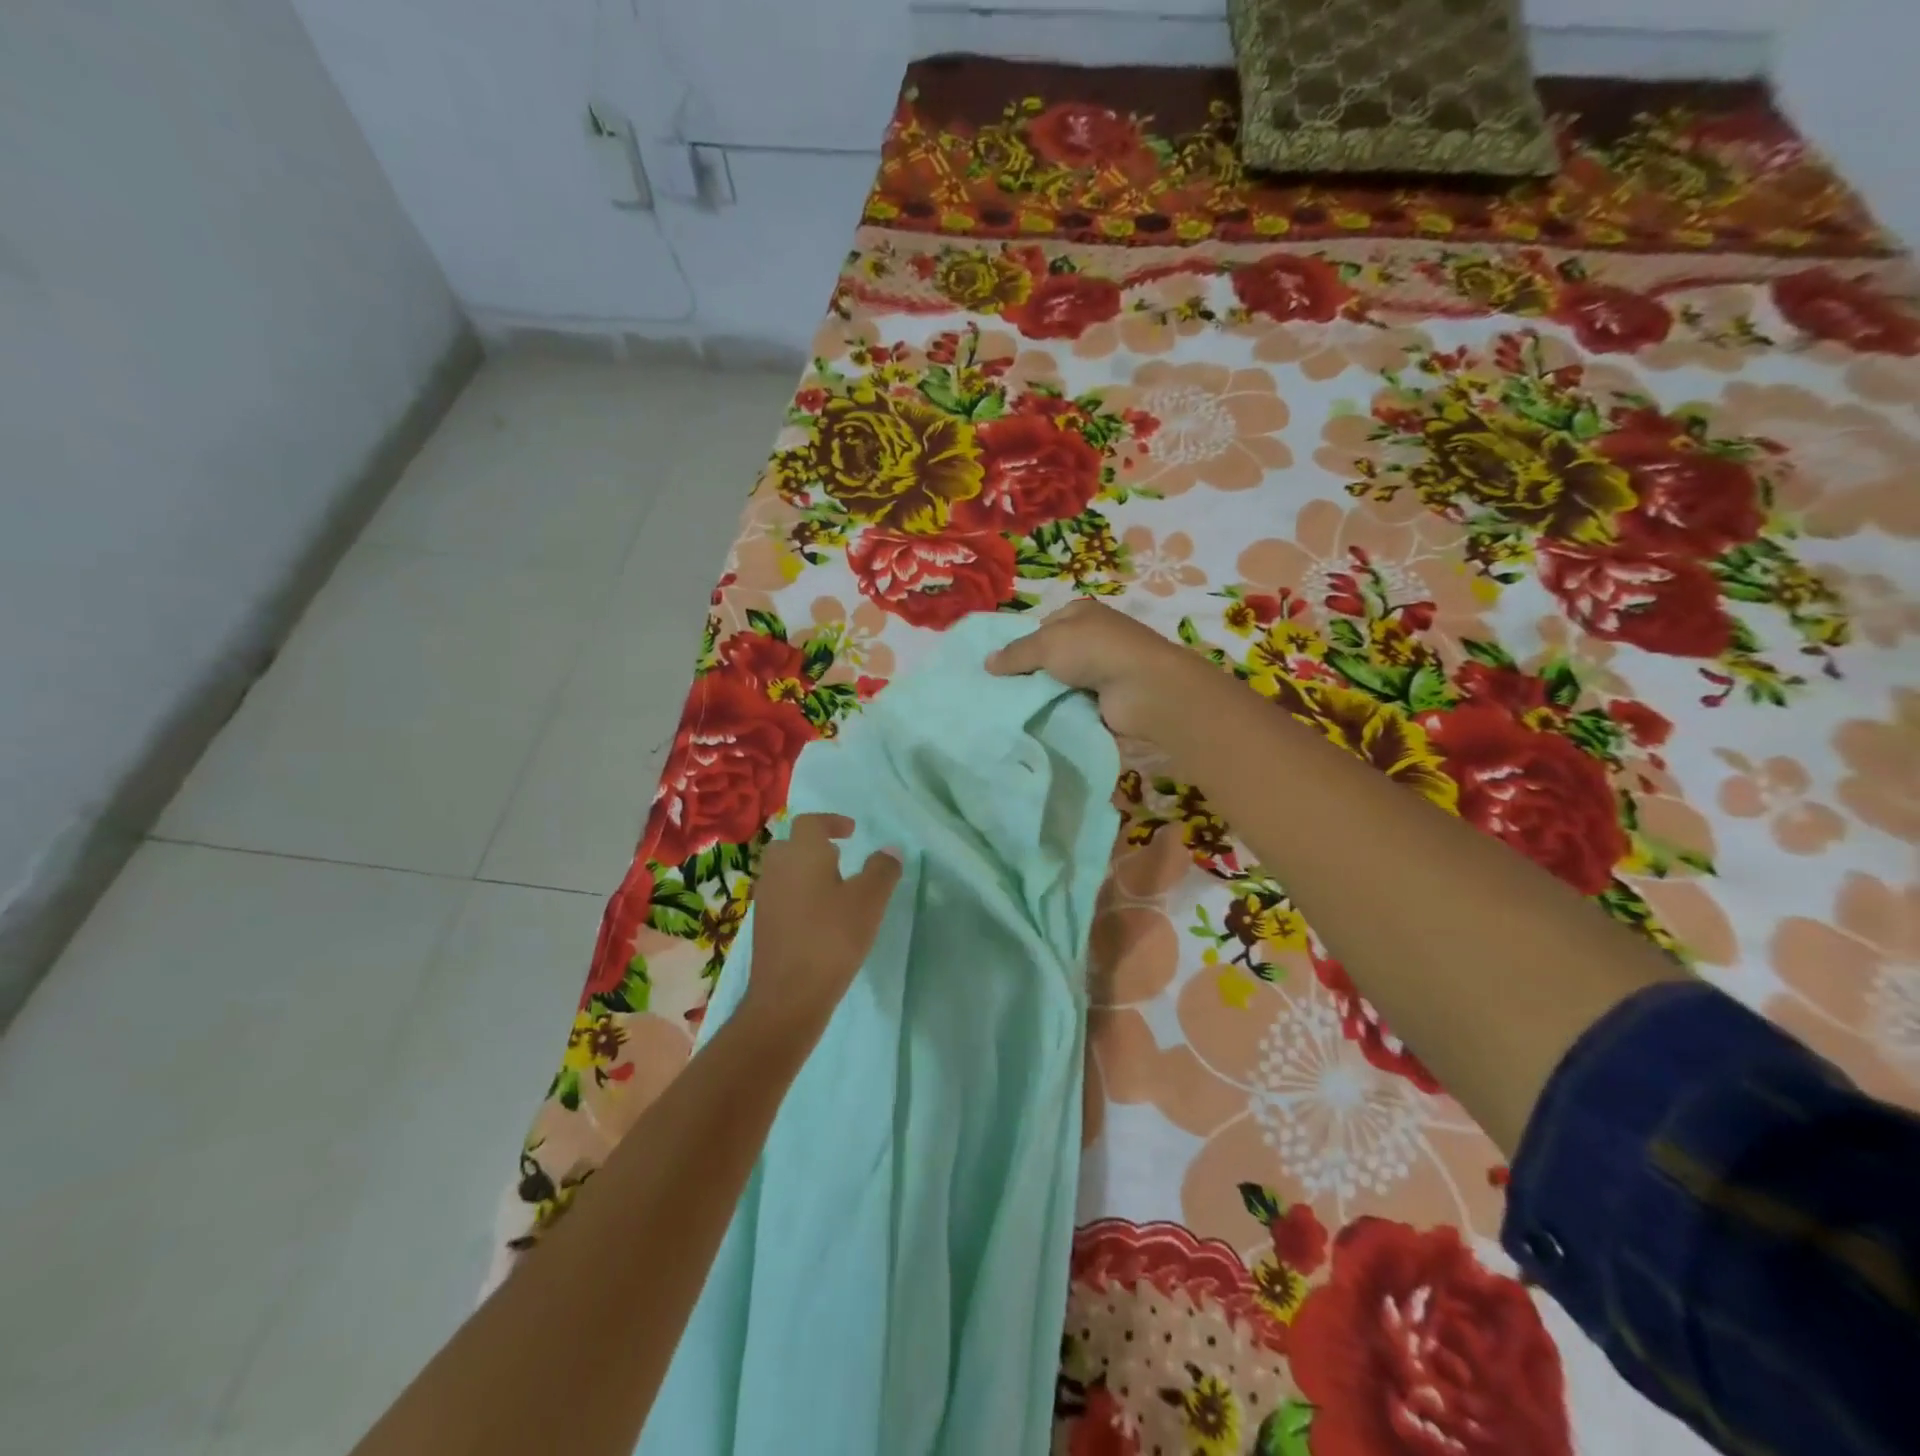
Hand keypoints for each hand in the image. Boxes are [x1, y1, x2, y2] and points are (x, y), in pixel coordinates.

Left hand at [739, 813, 900, 1043]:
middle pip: (790, 844)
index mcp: (801, 854)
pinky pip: (781, 896)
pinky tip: (820, 918)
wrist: (789, 996)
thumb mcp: (869, 901)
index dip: (831, 822)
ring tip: (834, 888)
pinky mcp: (763, 926)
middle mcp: (777, 870)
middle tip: (840, 857)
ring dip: (806, 871)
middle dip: (813, 845)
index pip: (810, 823)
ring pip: (783, 871)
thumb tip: (890, 849)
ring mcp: (766, 899)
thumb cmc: (832, 938)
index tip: (851, 831)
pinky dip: (798, 895)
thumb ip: (882, 870)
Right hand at [986, 598, 1201, 741]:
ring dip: (1045, 695)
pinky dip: (1061, 711)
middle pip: (1052, 656)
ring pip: (1061, 682)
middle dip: (1032, 672)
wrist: (1143, 688)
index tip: (1003, 666)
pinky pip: (1074, 703)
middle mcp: (1093, 638)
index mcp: (1081, 613)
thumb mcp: (1046, 644)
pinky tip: (1042, 721)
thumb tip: (986, 662)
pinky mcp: (1107, 698)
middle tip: (1003, 692)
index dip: (1023, 643)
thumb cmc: (1094, 651)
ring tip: (1015, 710)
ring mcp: (1102, 669)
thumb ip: (1015, 654)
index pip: (1044, 626)